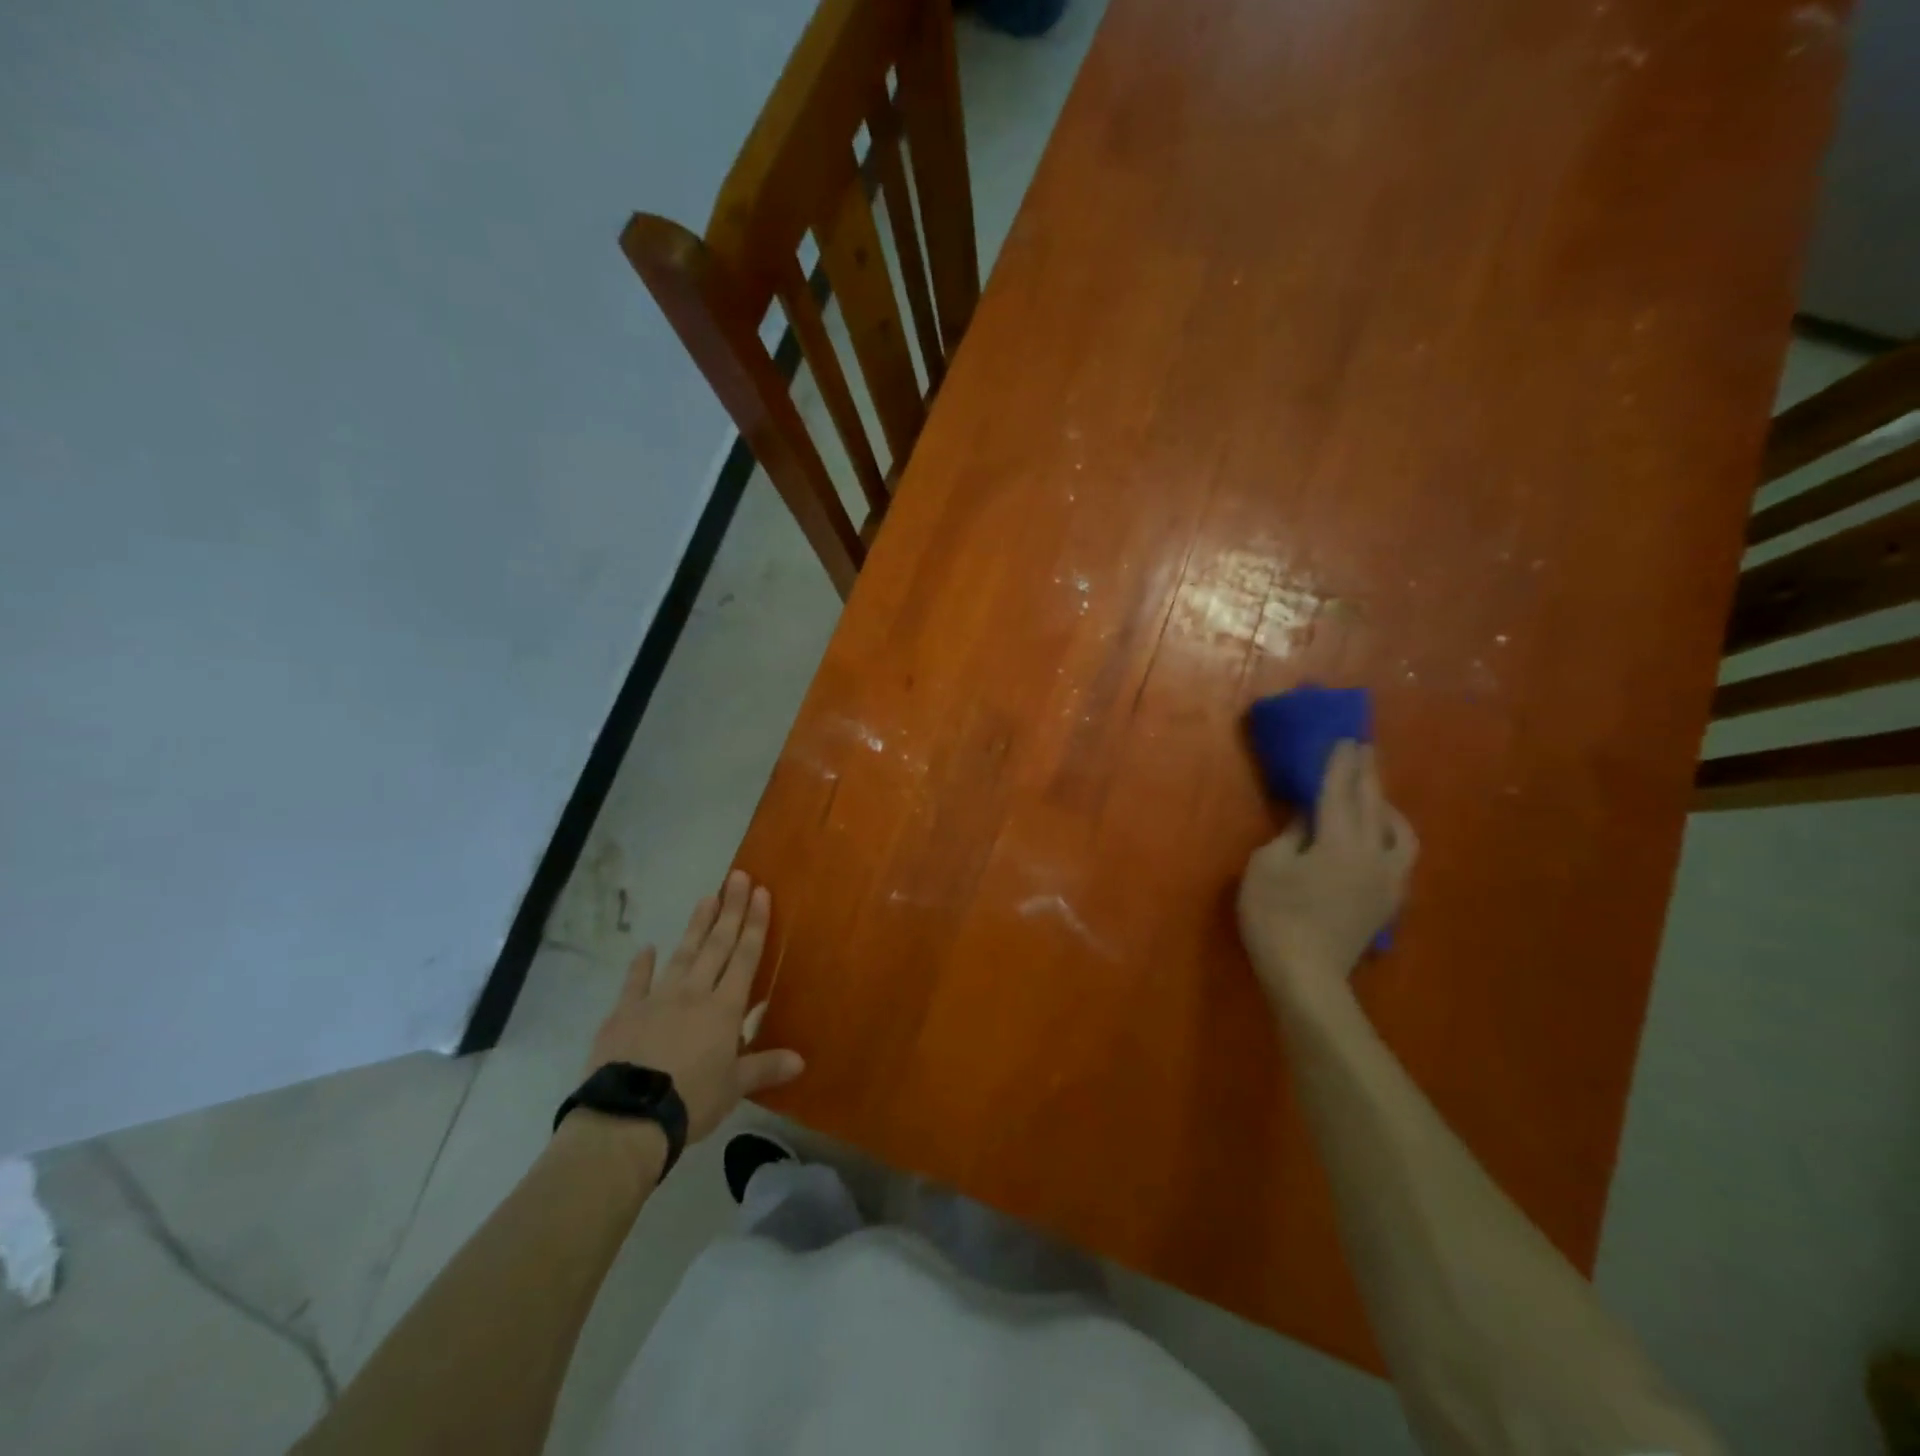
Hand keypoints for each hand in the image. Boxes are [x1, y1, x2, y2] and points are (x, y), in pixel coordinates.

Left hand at [584, 870, 803, 1142]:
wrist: (629, 1116)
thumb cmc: (691, 1100)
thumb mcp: (734, 1087)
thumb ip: (765, 1067)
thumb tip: (801, 1061)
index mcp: (724, 1009)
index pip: (744, 957)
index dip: (754, 924)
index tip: (760, 892)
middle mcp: (694, 993)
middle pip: (716, 945)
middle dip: (730, 910)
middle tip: (737, 877)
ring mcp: (656, 999)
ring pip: (682, 954)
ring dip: (696, 926)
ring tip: (706, 898)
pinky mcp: (624, 1013)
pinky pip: (635, 983)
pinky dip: (640, 965)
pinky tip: (646, 948)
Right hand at [1237, 741, 1416, 1011]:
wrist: (1307, 977)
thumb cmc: (1275, 917)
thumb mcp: (1266, 867)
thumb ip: (1289, 837)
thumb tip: (1307, 821)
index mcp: (1339, 842)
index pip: (1339, 793)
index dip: (1339, 765)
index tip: (1345, 739)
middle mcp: (1372, 855)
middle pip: (1372, 806)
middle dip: (1367, 775)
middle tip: (1365, 749)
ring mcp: (1386, 880)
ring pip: (1399, 833)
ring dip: (1387, 807)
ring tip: (1377, 796)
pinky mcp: (1388, 902)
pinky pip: (1400, 856)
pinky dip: (1392, 836)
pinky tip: (1380, 839)